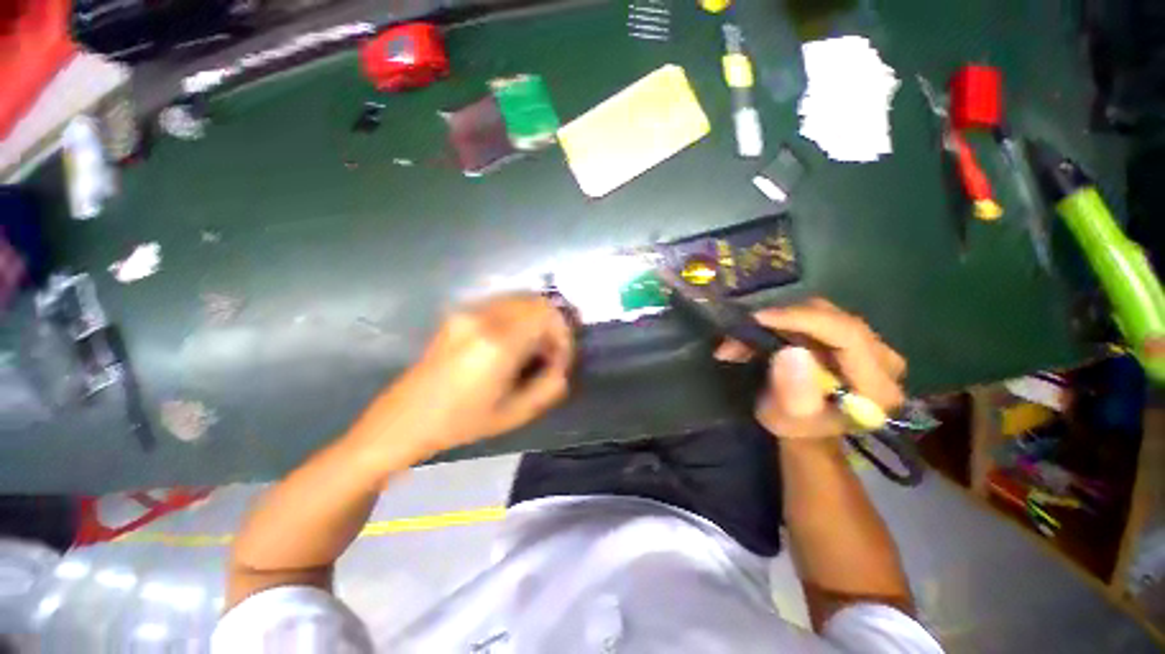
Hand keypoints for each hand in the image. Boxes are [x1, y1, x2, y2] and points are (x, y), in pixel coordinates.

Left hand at [387, 294, 574, 453]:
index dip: (563, 335)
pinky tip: (512, 341)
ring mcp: (468, 312)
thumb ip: (550, 386)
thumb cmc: (461, 422)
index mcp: (498, 343)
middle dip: (552, 325)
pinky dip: (518, 317)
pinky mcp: (459, 313)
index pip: (547, 316)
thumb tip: (561, 366)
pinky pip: (502, 304)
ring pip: (519, 299)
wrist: (406, 418)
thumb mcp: (515, 414)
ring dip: (535, 320)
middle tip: (549, 354)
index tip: (560, 359)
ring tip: (532, 348)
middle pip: (535, 301)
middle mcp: (483, 317)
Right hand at [715, 299, 905, 440]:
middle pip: (832, 319)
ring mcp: (870, 344)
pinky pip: (816, 315)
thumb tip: (790, 353)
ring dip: (779, 320)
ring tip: (744, 337)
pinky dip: (784, 320)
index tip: (759, 318)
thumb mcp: (788, 419)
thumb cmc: (796, 426)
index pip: (846, 335)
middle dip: (782, 320)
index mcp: (876, 386)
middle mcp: (883, 360)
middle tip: (742, 332)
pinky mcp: (851, 335)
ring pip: (821, 312)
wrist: (805, 426)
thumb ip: (794, 393)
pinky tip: (760, 331)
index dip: (801, 320)